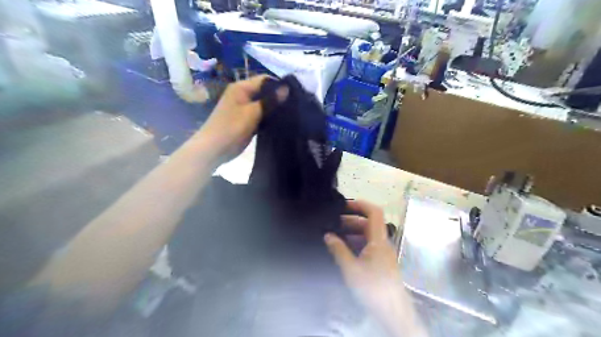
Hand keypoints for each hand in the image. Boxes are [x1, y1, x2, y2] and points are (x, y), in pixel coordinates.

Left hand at [193, 73, 286, 163]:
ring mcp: (244, 108)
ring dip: (274, 108)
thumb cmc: (231, 127)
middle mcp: (243, 95)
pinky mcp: (247, 120)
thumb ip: (270, 100)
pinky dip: (269, 117)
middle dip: (278, 97)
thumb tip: (287, 88)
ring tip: (291, 113)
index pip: (264, 80)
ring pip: (263, 104)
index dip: (279, 84)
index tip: (295, 94)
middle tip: (295, 105)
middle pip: (264, 91)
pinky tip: (281, 122)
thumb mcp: (252, 113)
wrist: (214, 149)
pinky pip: (261, 115)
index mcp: (241, 88)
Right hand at [324, 200, 427, 336]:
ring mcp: (382, 253)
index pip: (374, 212)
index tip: (343, 205)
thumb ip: (338, 250)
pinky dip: (354, 243)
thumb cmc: (373, 288)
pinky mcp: (380, 262)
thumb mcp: (351, 269)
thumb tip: (328, 235)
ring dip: (351, 233)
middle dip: (349, 220)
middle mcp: (382, 243)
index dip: (360, 204)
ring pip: (366, 235)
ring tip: (333, 235)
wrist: (392, 312)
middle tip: (332, 223)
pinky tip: (342, 249)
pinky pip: (367, 246)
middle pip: (368, 224)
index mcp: (378, 240)